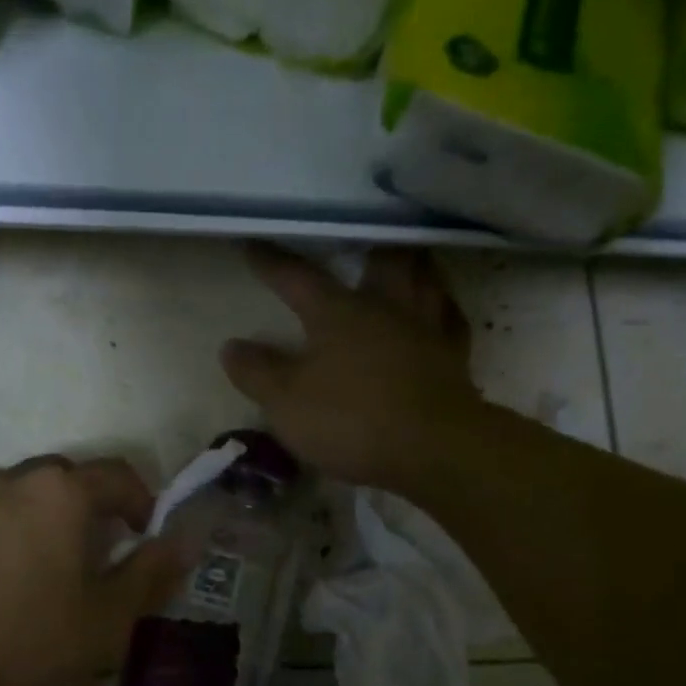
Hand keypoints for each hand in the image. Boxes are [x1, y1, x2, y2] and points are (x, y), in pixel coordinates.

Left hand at [0, 457, 188, 685]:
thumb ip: (151, 574)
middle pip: (71, 480)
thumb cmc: (25, 642)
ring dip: (56, 522)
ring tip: (60, 575)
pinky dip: (19, 536)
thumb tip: (184, 541)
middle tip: (108, 558)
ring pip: (30, 498)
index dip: (144, 504)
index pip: (118, 475)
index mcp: (60, 492)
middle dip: (98, 510)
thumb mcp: (106, 619)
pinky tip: (14, 586)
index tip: (149, 540)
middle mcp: (14, 480)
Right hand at [222, 245, 483, 493]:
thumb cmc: (350, 420)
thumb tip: (231, 346)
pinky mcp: (454, 358)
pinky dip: (443, 308)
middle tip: (360, 236)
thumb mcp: (285, 402)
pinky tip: (440, 310)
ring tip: (405, 259)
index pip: (298, 279)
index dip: (272, 263)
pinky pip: (451, 319)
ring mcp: (426, 329)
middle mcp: (386, 308)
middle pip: (380, 260)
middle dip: (366, 244)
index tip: (252, 244)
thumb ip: (257, 372)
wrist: (431, 449)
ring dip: (412, 265)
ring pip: (424, 278)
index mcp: (339, 313)